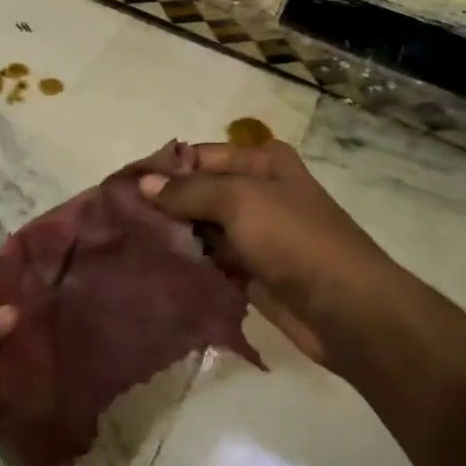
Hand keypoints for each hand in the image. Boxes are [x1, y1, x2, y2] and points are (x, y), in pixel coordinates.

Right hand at [140, 140, 388, 367]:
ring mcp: (254, 235)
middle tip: (119, 219)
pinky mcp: (251, 272)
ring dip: (172, 236)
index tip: (122, 187)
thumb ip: (189, 191)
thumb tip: (143, 184)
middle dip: (163, 204)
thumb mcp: (240, 201)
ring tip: (128, 243)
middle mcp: (257, 192)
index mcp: (262, 162)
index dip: (163, 169)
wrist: (346, 308)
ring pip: (201, 228)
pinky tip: (155, 266)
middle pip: (199, 192)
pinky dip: (188, 262)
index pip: (199, 156)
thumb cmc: (295, 239)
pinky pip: (210, 261)